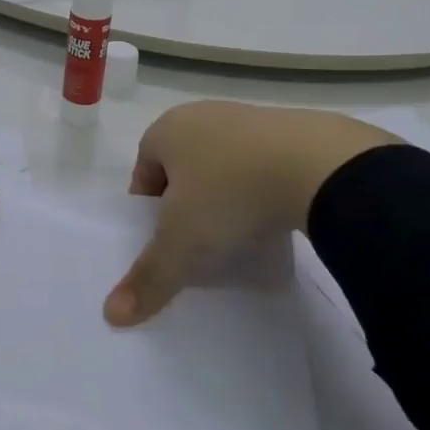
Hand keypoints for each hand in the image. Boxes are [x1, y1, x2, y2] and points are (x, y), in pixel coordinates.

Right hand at [104, 103, 399, 326]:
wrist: (316, 165)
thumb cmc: (229, 195)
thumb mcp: (182, 244)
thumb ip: (148, 278)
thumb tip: (112, 315)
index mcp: (169, 129)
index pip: (143, 168)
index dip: (148, 207)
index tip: (163, 239)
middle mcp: (203, 114)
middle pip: (182, 165)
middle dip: (186, 201)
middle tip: (197, 240)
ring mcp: (248, 117)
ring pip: (222, 163)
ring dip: (224, 194)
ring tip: (238, 233)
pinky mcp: (289, 128)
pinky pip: (260, 162)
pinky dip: (259, 188)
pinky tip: (272, 217)